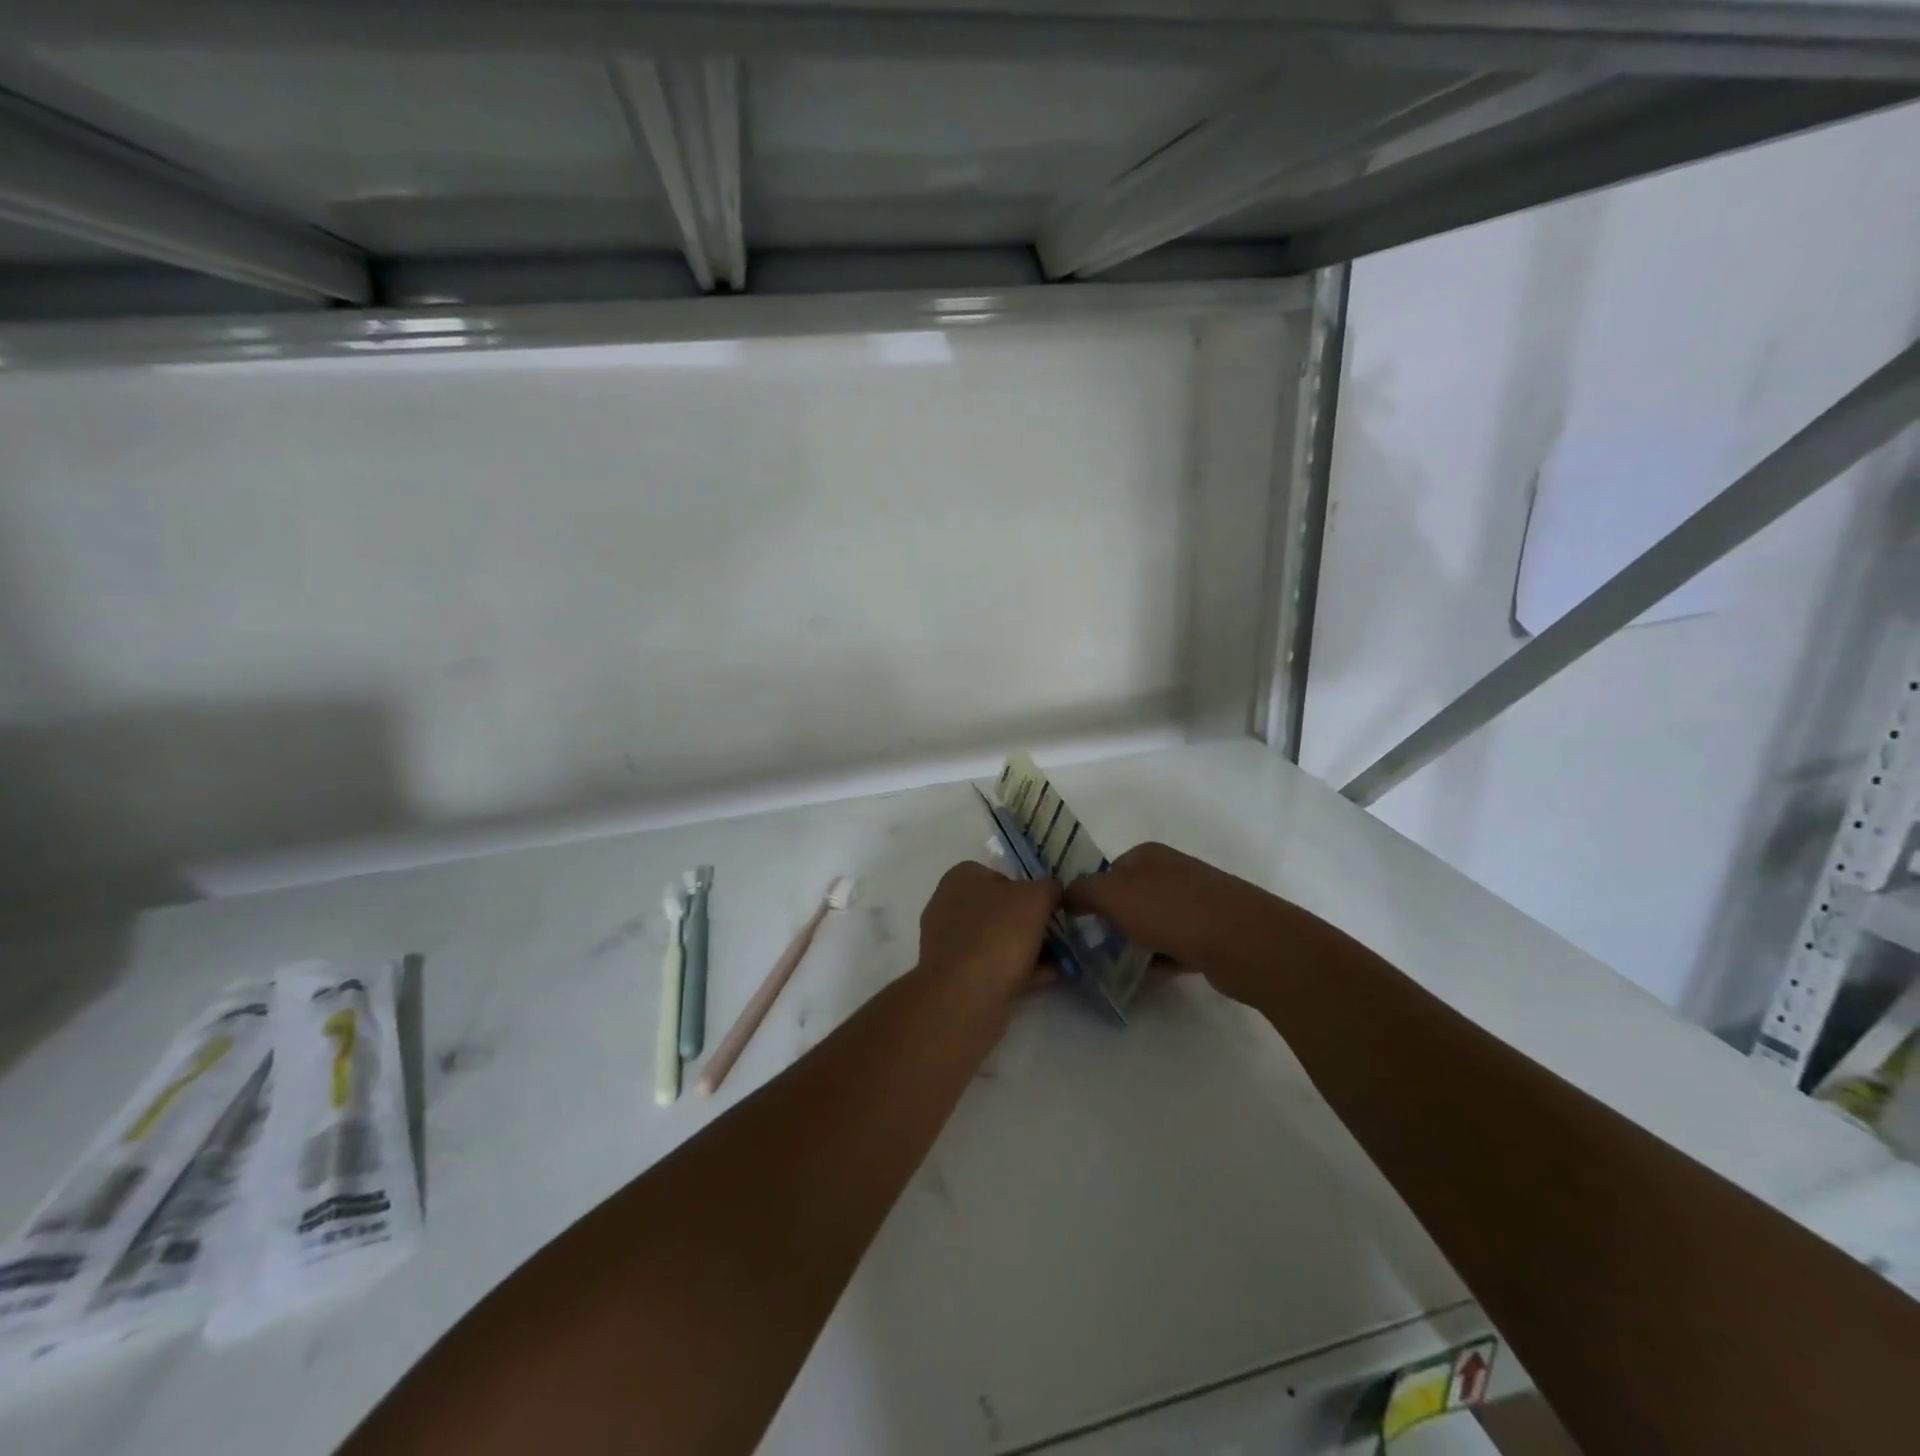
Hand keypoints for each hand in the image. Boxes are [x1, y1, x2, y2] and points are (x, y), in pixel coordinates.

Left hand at [918, 861, 1059, 1004]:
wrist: (963, 996)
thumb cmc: (998, 934)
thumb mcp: (1036, 897)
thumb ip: (1049, 888)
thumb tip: (1052, 893)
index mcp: (961, 878)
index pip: (1002, 875)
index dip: (1030, 889)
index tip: (1053, 908)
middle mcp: (950, 905)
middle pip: (1001, 909)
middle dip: (1032, 922)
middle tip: (1062, 935)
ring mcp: (950, 943)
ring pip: (999, 940)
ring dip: (1029, 948)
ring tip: (1062, 959)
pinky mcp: (956, 976)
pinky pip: (994, 966)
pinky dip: (1021, 970)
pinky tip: (1049, 977)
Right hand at [1062, 842, 1264, 1001]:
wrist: (1245, 942)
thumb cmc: (1172, 911)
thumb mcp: (1113, 895)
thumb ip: (1081, 892)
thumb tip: (1065, 896)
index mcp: (1148, 856)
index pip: (1107, 872)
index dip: (1091, 898)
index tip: (1080, 927)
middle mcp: (1172, 872)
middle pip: (1129, 900)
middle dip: (1113, 925)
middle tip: (1097, 952)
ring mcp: (1196, 902)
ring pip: (1152, 924)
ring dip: (1136, 946)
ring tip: (1121, 970)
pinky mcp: (1213, 932)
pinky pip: (1176, 945)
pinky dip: (1162, 960)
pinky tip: (1153, 976)